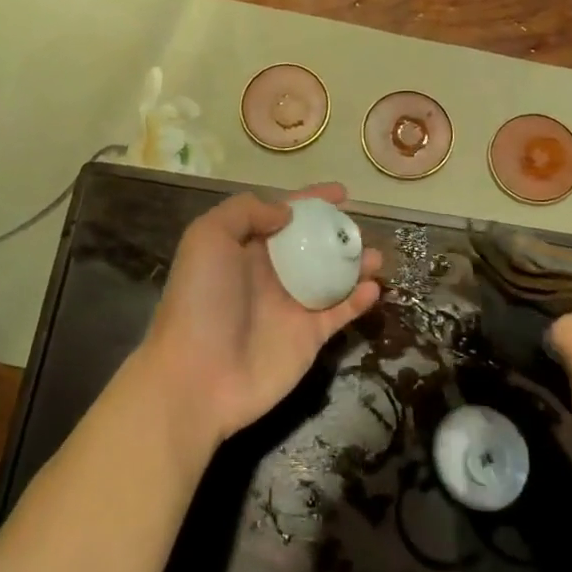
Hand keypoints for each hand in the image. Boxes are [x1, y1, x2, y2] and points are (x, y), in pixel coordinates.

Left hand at [139, 183, 380, 446]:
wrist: (197, 377)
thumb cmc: (201, 300)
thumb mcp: (208, 237)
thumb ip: (245, 212)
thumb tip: (286, 213)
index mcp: (247, 249)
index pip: (284, 216)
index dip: (311, 202)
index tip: (341, 193)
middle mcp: (272, 274)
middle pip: (313, 245)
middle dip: (338, 234)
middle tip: (358, 229)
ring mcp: (292, 307)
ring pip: (333, 277)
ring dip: (356, 264)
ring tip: (374, 256)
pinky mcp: (309, 338)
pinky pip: (341, 313)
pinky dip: (359, 300)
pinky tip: (372, 288)